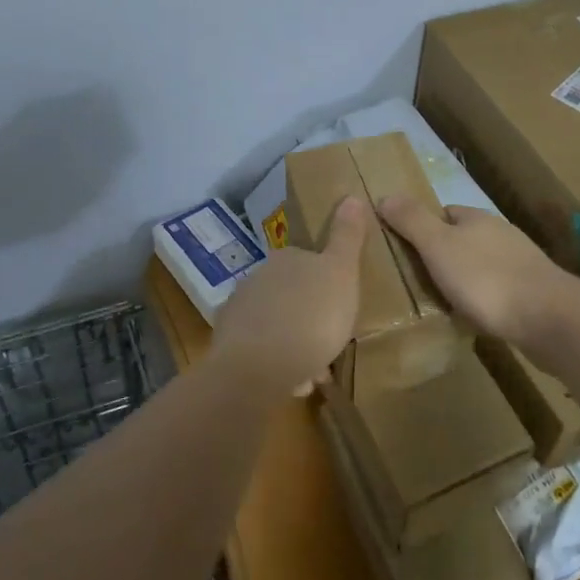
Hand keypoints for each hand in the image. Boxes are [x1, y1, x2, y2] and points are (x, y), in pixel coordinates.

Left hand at [212, 197, 370, 393]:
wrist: (256, 367)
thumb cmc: (310, 316)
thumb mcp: (341, 273)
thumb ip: (346, 237)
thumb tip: (351, 196)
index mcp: (286, 258)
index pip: (309, 263)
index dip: (327, 288)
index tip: (340, 310)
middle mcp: (258, 277)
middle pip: (292, 296)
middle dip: (310, 319)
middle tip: (330, 345)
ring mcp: (240, 310)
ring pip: (276, 325)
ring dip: (295, 346)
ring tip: (312, 374)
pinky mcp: (228, 343)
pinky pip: (261, 351)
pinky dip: (277, 364)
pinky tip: (291, 383)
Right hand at [377, 196, 567, 347]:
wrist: (550, 318)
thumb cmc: (486, 278)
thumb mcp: (438, 246)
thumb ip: (412, 221)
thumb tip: (385, 194)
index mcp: (476, 218)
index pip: (443, 213)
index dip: (423, 228)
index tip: (405, 250)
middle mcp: (500, 234)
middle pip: (463, 239)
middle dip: (444, 255)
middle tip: (419, 280)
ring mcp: (521, 263)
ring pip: (482, 265)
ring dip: (465, 279)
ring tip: (444, 302)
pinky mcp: (534, 293)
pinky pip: (499, 290)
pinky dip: (484, 300)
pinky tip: (476, 318)